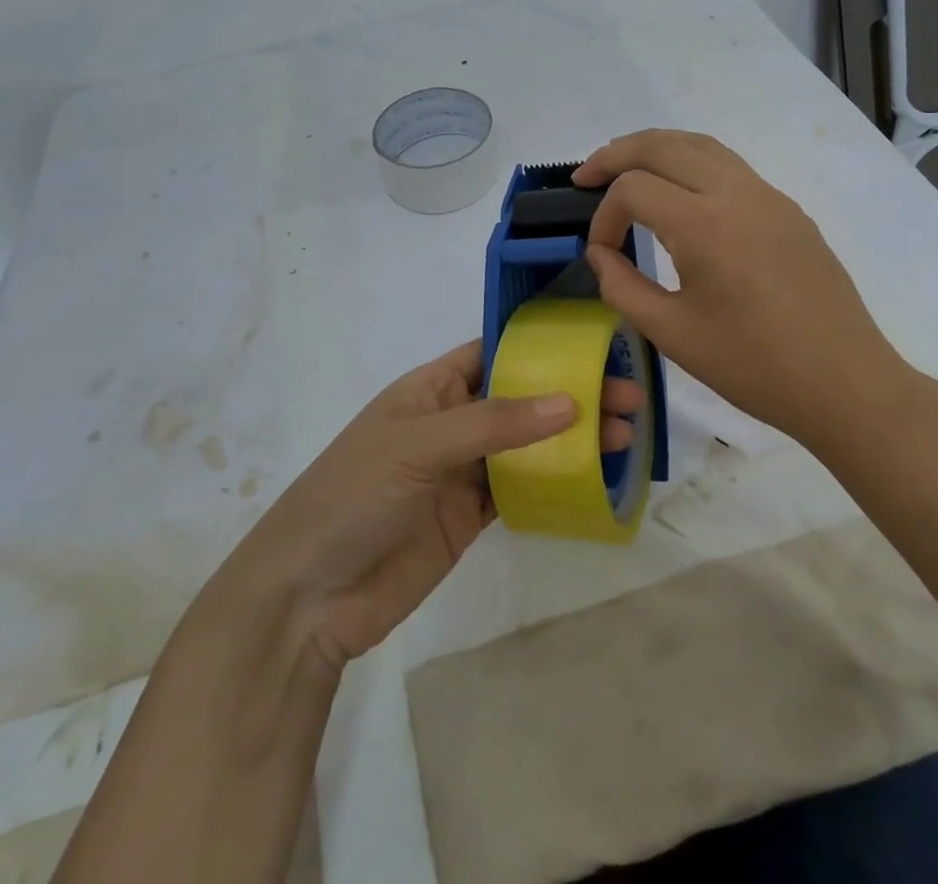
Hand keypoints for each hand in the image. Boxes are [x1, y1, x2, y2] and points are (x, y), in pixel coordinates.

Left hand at [217, 341, 641, 673]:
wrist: (309, 596)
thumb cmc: (354, 495)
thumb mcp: (419, 445)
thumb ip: (494, 424)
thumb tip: (570, 401)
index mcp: (432, 388)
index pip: (495, 352)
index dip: (542, 346)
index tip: (595, 342)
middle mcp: (452, 422)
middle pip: (522, 399)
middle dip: (571, 394)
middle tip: (628, 395)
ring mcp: (462, 471)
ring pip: (528, 444)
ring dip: (572, 437)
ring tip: (625, 434)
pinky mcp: (471, 516)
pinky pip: (521, 489)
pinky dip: (556, 481)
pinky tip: (594, 475)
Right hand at [575, 130, 910, 441]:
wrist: (845, 383)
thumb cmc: (754, 366)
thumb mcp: (672, 334)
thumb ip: (622, 287)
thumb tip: (599, 254)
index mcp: (704, 224)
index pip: (633, 188)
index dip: (604, 215)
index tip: (600, 252)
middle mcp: (736, 193)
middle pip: (663, 145)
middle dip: (616, 154)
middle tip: (585, 175)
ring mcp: (768, 195)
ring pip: (700, 145)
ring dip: (655, 148)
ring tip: (625, 168)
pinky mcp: (787, 209)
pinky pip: (730, 165)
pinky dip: (691, 163)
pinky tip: (680, 194)